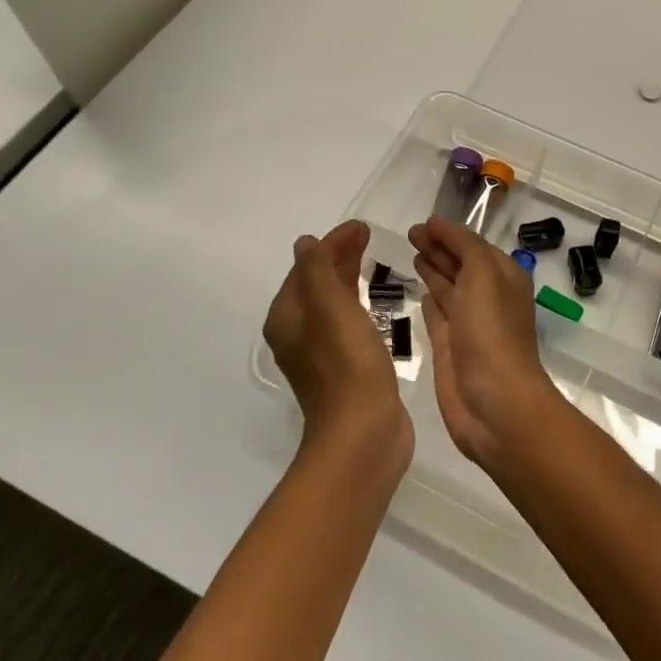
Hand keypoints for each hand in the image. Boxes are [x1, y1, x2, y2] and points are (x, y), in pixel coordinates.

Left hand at [262, 220, 411, 461]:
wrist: (363, 432)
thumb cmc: (346, 363)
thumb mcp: (330, 306)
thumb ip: (317, 270)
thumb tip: (305, 243)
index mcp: (287, 318)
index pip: (305, 268)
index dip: (331, 244)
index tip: (362, 228)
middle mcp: (297, 334)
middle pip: (316, 283)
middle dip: (339, 257)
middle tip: (368, 236)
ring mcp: (320, 354)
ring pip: (331, 303)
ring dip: (347, 278)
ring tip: (371, 260)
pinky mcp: (344, 368)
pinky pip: (346, 322)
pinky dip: (356, 302)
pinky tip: (373, 302)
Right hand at [408, 215, 562, 469]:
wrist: (494, 403)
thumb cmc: (491, 331)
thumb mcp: (483, 274)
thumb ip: (463, 245)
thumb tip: (438, 224)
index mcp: (503, 277)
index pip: (473, 245)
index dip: (449, 232)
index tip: (422, 222)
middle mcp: (487, 297)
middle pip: (460, 263)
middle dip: (438, 247)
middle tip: (410, 233)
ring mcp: (468, 324)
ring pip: (448, 288)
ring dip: (433, 268)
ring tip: (410, 251)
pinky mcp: (449, 348)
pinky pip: (438, 315)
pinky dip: (430, 300)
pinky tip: (419, 290)